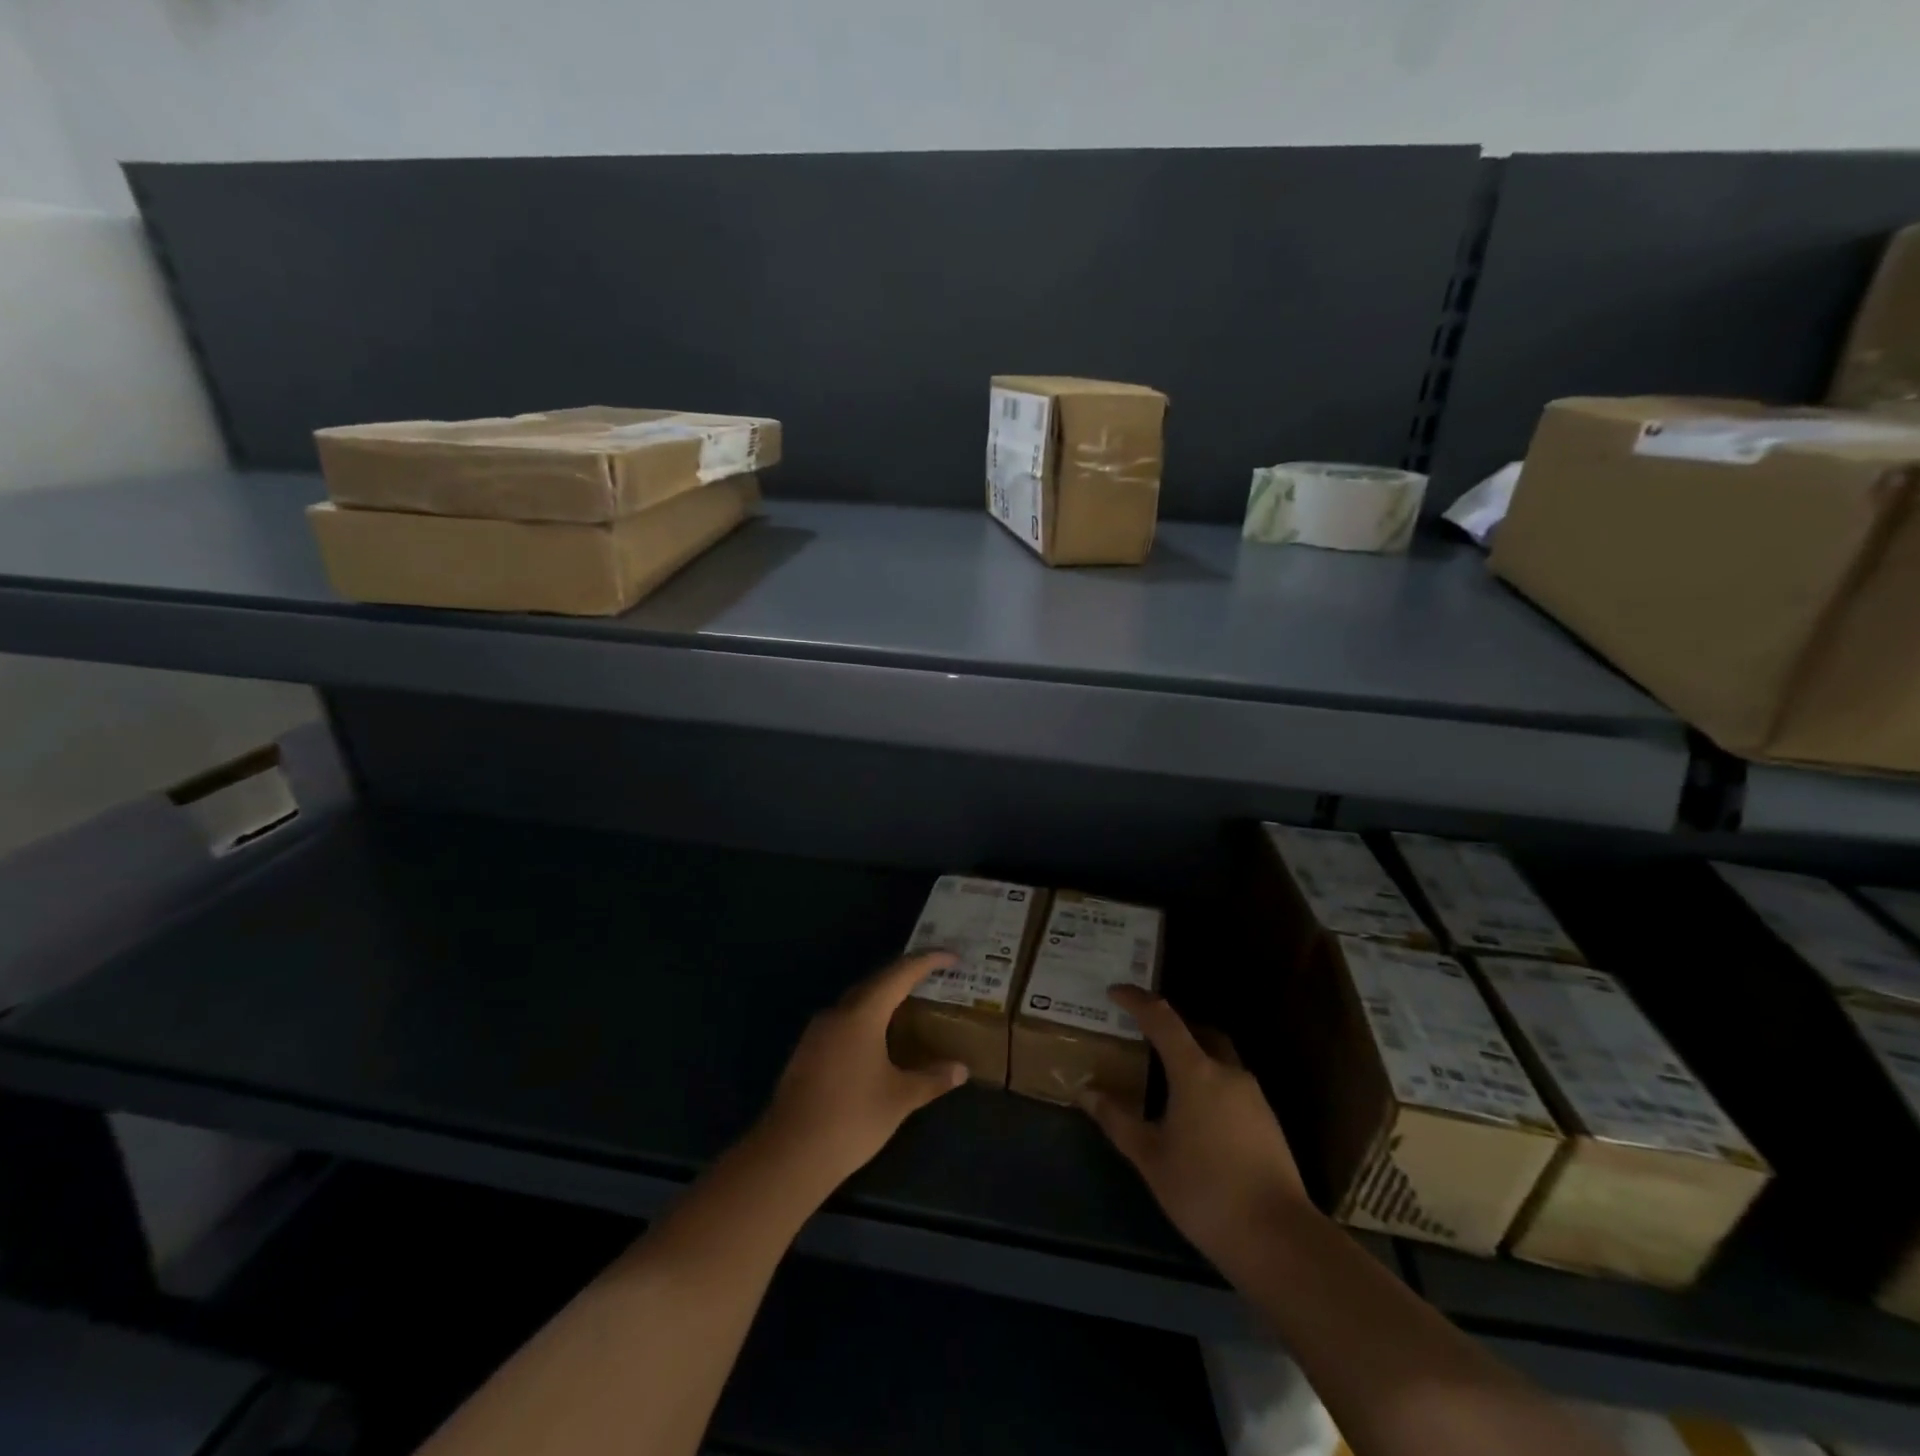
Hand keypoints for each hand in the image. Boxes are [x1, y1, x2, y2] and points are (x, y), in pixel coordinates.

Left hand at [752, 952, 968, 1197]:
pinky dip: (867, 1019)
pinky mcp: (807, 1052)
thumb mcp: (900, 1099)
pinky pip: (843, 1021)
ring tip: (910, 1005)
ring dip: (884, 998)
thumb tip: (961, 1069)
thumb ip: (932, 1079)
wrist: (790, 1154)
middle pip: (876, 982)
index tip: (952, 956)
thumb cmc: (852, 1118)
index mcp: (862, 1014)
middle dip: (905, 976)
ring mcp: (817, 1032)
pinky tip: (878, 1040)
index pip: (900, 974)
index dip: (927, 961)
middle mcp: (837, 1013)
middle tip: (933, 977)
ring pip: (857, 1002)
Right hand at [1081, 986, 1310, 1279]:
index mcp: (1196, 1071)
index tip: (1114, 992)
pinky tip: (1195, 1114)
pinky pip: (1231, 1085)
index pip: (1162, 1018)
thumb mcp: (1150, 1157)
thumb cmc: (1205, 1191)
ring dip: (1192, 1057)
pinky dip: (1209, 1083)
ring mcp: (1254, 1096)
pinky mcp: (1268, 1122)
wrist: (1278, 1239)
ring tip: (1165, 1078)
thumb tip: (1087, 1091)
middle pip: (1198, 1032)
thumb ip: (1117, 1119)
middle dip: (1170, 1027)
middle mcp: (1228, 1072)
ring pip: (1218, 1059)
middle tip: (1143, 1034)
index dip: (1136, 1000)